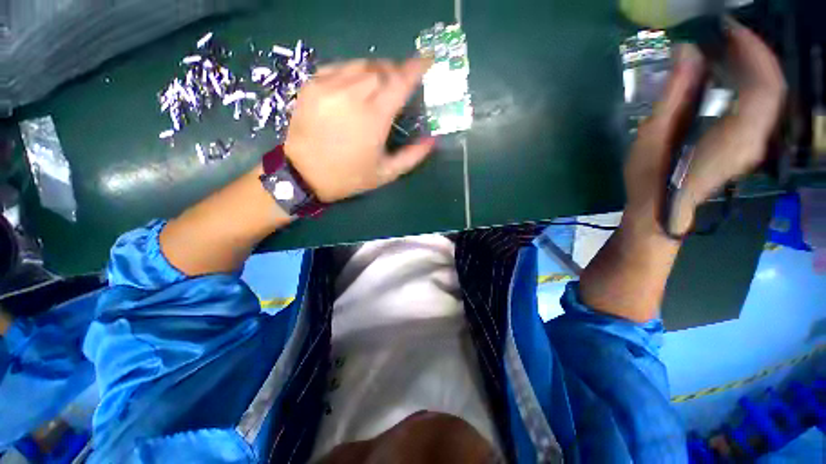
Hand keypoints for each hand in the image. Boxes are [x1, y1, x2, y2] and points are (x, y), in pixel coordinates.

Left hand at [284, 57, 435, 202]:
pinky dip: (354, 71)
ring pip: (361, 64)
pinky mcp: (312, 84)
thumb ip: (412, 157)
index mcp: (374, 117)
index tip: (427, 61)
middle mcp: (352, 94)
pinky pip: (340, 67)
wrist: (304, 174)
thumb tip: (431, 141)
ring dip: (376, 71)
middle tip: (400, 85)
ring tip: (379, 86)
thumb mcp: (386, 173)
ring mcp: (329, 86)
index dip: (416, 68)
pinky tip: (355, 86)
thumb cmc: (349, 176)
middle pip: (382, 69)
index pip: (400, 81)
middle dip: (396, 73)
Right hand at [623, 18, 785, 235]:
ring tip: (724, 48)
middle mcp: (754, 139)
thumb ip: (674, 94)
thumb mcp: (652, 137)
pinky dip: (748, 83)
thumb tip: (687, 51)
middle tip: (723, 34)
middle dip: (752, 53)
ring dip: (751, 66)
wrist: (660, 213)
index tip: (728, 27)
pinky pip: (759, 106)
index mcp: (735, 137)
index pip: (764, 85)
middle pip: (771, 86)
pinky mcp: (745, 144)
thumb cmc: (650, 180)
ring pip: (768, 95)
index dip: (752, 50)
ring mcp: (753, 143)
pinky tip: (728, 74)